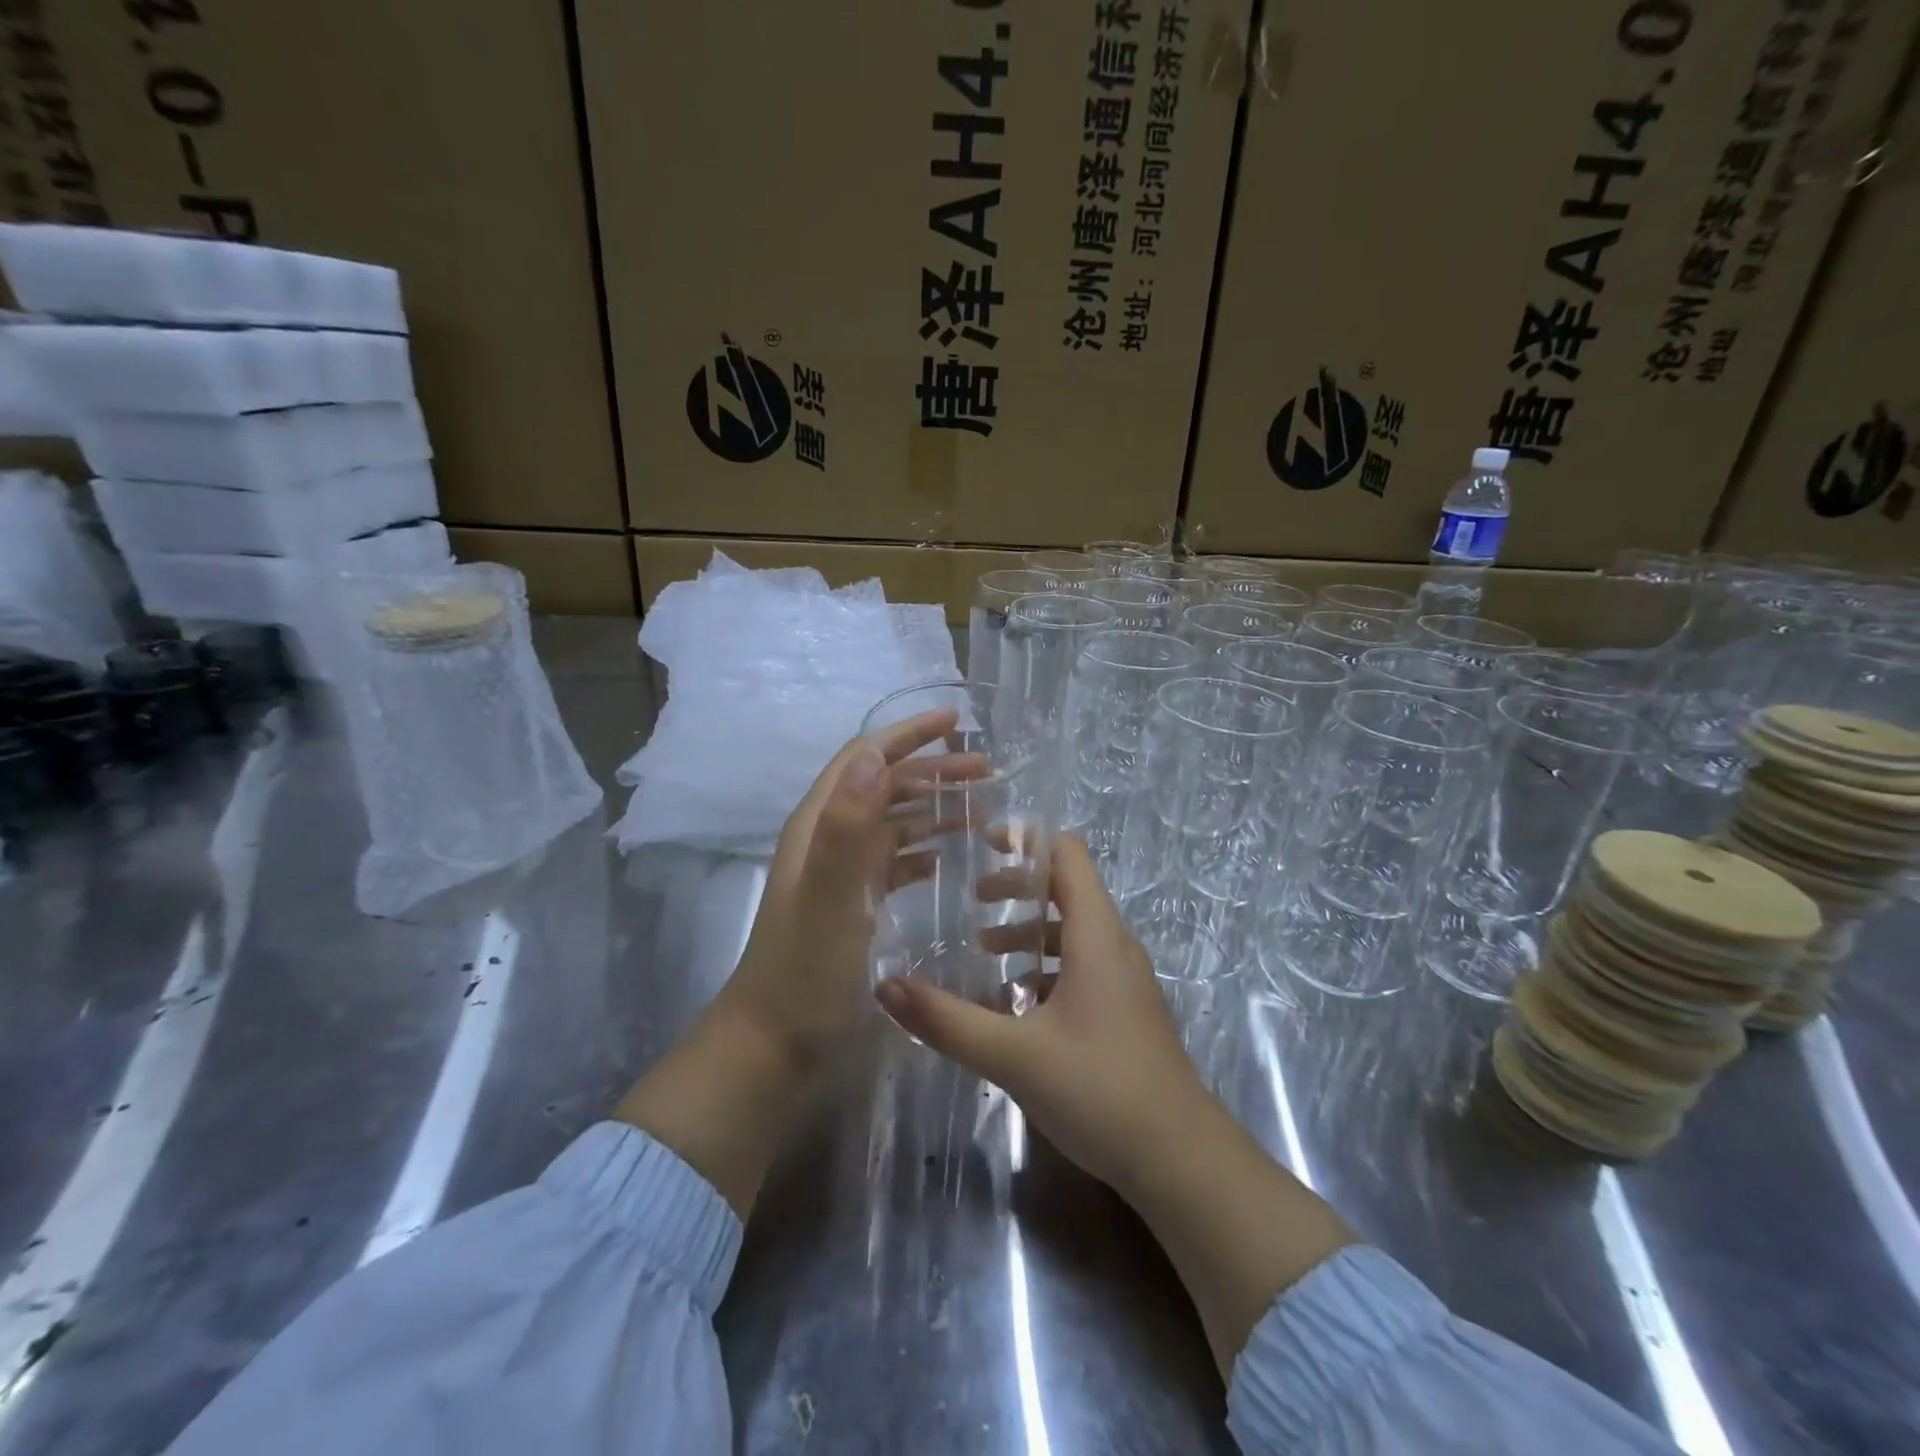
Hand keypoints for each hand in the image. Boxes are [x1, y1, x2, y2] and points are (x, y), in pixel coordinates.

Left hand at [718, 707, 967, 1066]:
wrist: (775, 1046)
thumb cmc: (805, 971)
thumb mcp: (831, 898)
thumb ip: (848, 828)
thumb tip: (873, 755)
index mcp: (820, 826)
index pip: (865, 758)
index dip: (908, 735)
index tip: (956, 723)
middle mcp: (829, 840)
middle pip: (884, 786)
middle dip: (933, 771)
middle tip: (988, 772)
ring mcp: (842, 874)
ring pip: (893, 823)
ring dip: (934, 809)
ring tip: (983, 811)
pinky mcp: (854, 905)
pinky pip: (895, 862)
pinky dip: (925, 850)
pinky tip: (952, 858)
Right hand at [874, 836, 1353, 1375]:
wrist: (1181, 1161)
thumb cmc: (1101, 1089)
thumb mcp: (1014, 1055)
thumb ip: (948, 1020)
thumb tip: (886, 986)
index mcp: (1096, 935)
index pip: (1068, 856)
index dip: (1027, 840)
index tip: (981, 843)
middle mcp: (1114, 946)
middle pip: (1066, 892)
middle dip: (1017, 890)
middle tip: (970, 903)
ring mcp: (1124, 981)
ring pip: (1072, 935)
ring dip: (1028, 934)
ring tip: (981, 954)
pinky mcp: (1124, 1013)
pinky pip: (1080, 969)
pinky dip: (1044, 969)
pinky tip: (1013, 1007)